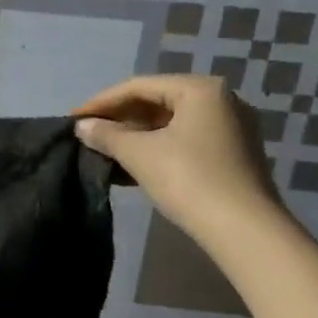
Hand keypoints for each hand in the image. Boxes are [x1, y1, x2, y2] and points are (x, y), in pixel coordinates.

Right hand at [73, 75, 280, 235]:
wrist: (244, 230)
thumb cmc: (189, 180)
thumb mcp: (140, 155)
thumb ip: (108, 135)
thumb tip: (82, 126)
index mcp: (201, 89)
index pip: (139, 86)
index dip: (101, 102)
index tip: (72, 119)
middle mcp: (221, 100)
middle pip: (157, 102)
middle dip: (119, 119)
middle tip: (88, 134)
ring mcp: (231, 129)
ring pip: (171, 124)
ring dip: (136, 137)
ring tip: (104, 152)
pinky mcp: (233, 156)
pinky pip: (185, 142)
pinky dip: (157, 150)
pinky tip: (131, 167)